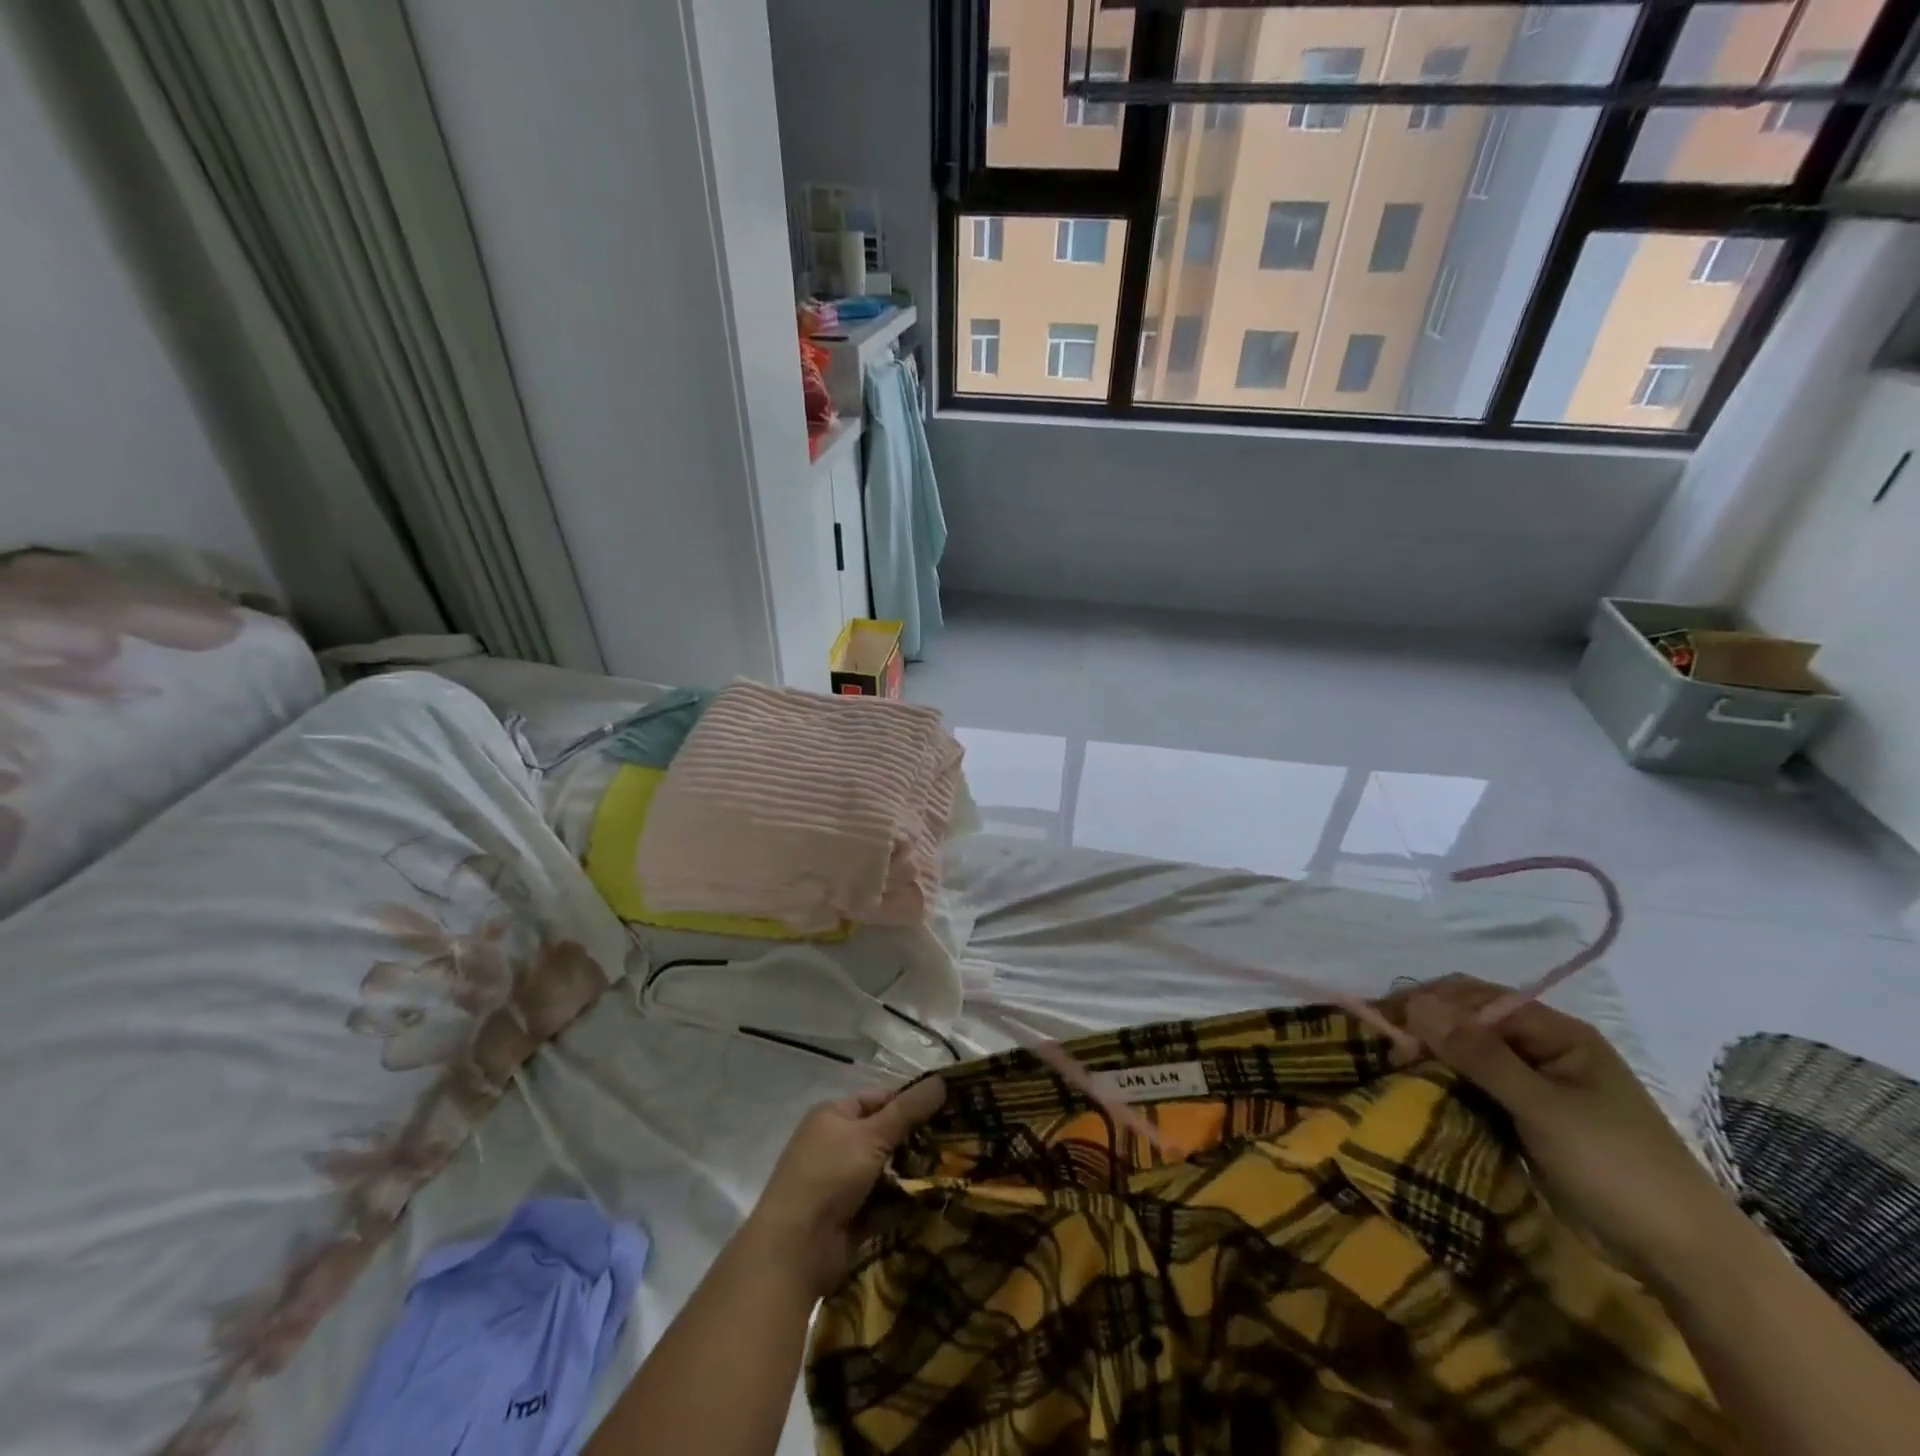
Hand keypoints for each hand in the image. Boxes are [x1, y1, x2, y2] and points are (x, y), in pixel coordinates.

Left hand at [742, 1076, 946, 1295]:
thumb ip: (908, 1110)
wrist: (795, 1250)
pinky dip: (903, 1201)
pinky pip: (885, 1201)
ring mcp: (843, 1181)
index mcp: (835, 1115)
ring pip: (889, 1169)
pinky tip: (935, 1199)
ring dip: (913, 1172)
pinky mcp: (852, 1215)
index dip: (912, 1101)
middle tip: (959, 1140)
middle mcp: (837, 1143)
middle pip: (886, 1134)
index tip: (950, 1107)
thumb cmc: (829, 1176)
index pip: (881, 1098)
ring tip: (954, 1170)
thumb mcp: (871, 1136)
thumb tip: (941, 1079)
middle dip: (917, 1139)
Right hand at [1387, 976, 1737, 1284]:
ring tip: (1393, 1070)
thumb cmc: (1617, 1168)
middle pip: (1469, 1022)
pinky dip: (1447, 1085)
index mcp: (1557, 1033)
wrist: (1684, 1258)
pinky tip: (1421, 1092)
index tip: (1385, 1026)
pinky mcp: (1527, 1118)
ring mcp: (1536, 1085)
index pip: (1475, 997)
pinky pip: (1476, 1087)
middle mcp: (1543, 1049)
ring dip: (1432, 1058)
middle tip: (1384, 1051)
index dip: (1427, 1004)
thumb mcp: (1543, 1107)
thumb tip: (1416, 1003)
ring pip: (1468, 1055)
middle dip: (1424, 1029)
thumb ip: (1479, 1054)